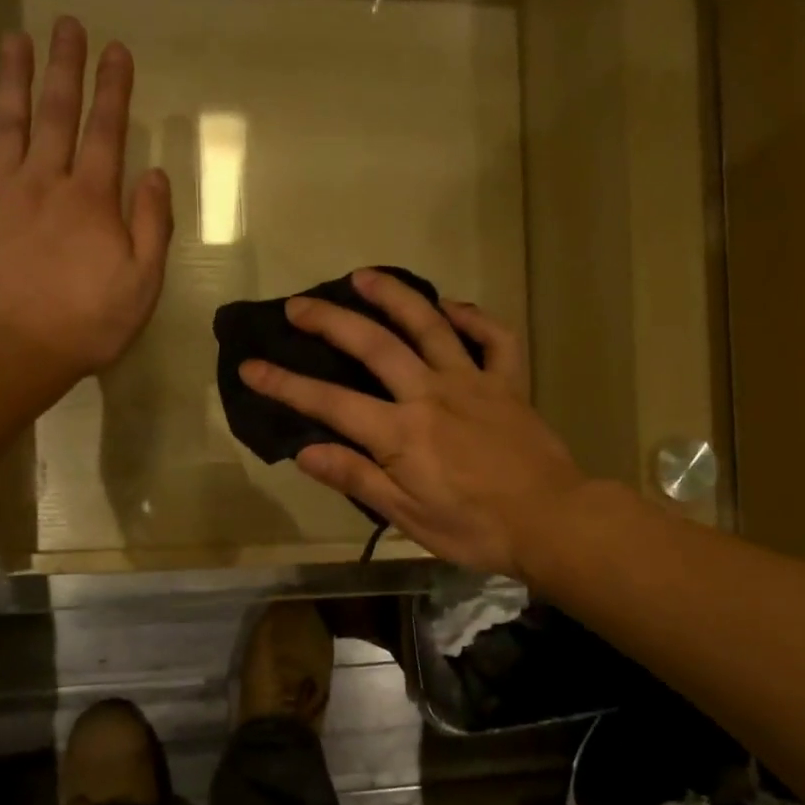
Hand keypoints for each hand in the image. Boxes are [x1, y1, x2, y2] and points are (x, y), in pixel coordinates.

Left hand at [0, 17, 172, 381]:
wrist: (5, 351)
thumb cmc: (83, 325)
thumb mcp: (141, 285)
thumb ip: (153, 228)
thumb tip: (156, 174)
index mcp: (91, 200)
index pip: (106, 132)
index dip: (112, 89)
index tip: (116, 50)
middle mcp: (43, 180)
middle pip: (56, 114)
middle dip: (65, 68)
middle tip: (67, 24)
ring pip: (5, 122)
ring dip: (12, 78)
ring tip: (15, 38)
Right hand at [240, 269, 587, 577]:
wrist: (552, 522)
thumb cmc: (474, 528)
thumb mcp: (407, 516)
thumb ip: (356, 477)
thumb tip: (305, 451)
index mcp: (401, 433)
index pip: (330, 402)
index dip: (286, 384)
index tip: (252, 366)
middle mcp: (430, 393)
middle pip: (373, 345)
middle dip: (329, 321)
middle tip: (298, 305)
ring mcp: (473, 381)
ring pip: (429, 324)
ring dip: (393, 295)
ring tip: (363, 277)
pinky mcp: (508, 382)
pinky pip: (494, 337)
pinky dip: (473, 317)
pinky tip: (451, 308)